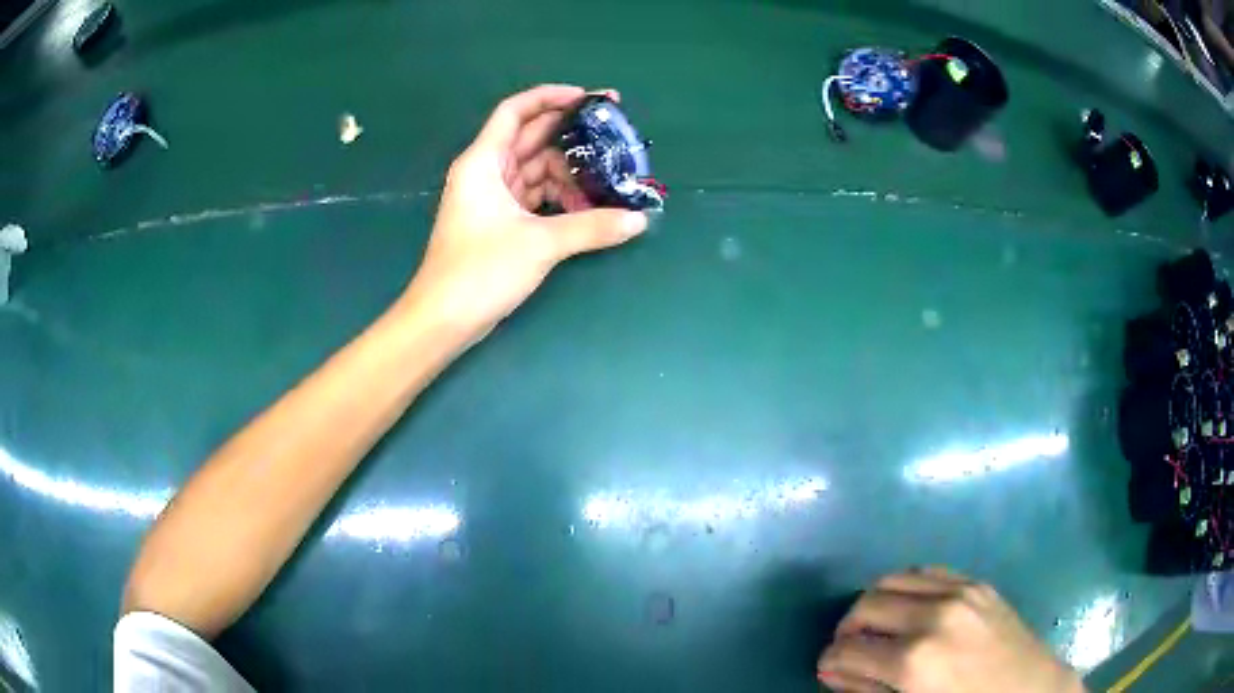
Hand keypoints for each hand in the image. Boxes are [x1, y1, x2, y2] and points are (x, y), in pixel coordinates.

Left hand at [403, 84, 648, 344]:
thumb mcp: (540, 244)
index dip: (550, 97)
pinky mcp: (497, 222)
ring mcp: (491, 197)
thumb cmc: (480, 271)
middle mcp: (485, 172)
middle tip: (612, 133)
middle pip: (530, 138)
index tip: (587, 98)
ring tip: (607, 179)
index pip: (516, 111)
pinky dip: (558, 197)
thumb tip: (638, 220)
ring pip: (535, 170)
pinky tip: (586, 205)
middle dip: (569, 134)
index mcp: (484, 161)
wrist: (443, 319)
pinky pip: (533, 196)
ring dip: (568, 173)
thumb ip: (592, 227)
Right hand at [817, 568, 1084, 692]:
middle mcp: (934, 615)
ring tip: (876, 626)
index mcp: (914, 660)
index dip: (830, 661)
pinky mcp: (977, 583)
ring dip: (875, 602)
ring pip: (894, 578)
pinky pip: (928, 571)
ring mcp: (960, 592)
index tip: (826, 668)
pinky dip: (907, 586)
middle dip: (847, 628)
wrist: (1030, 691)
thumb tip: (834, 673)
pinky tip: (910, 608)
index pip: (848, 650)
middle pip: (867, 604)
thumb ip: (869, 691)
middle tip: (848, 649)